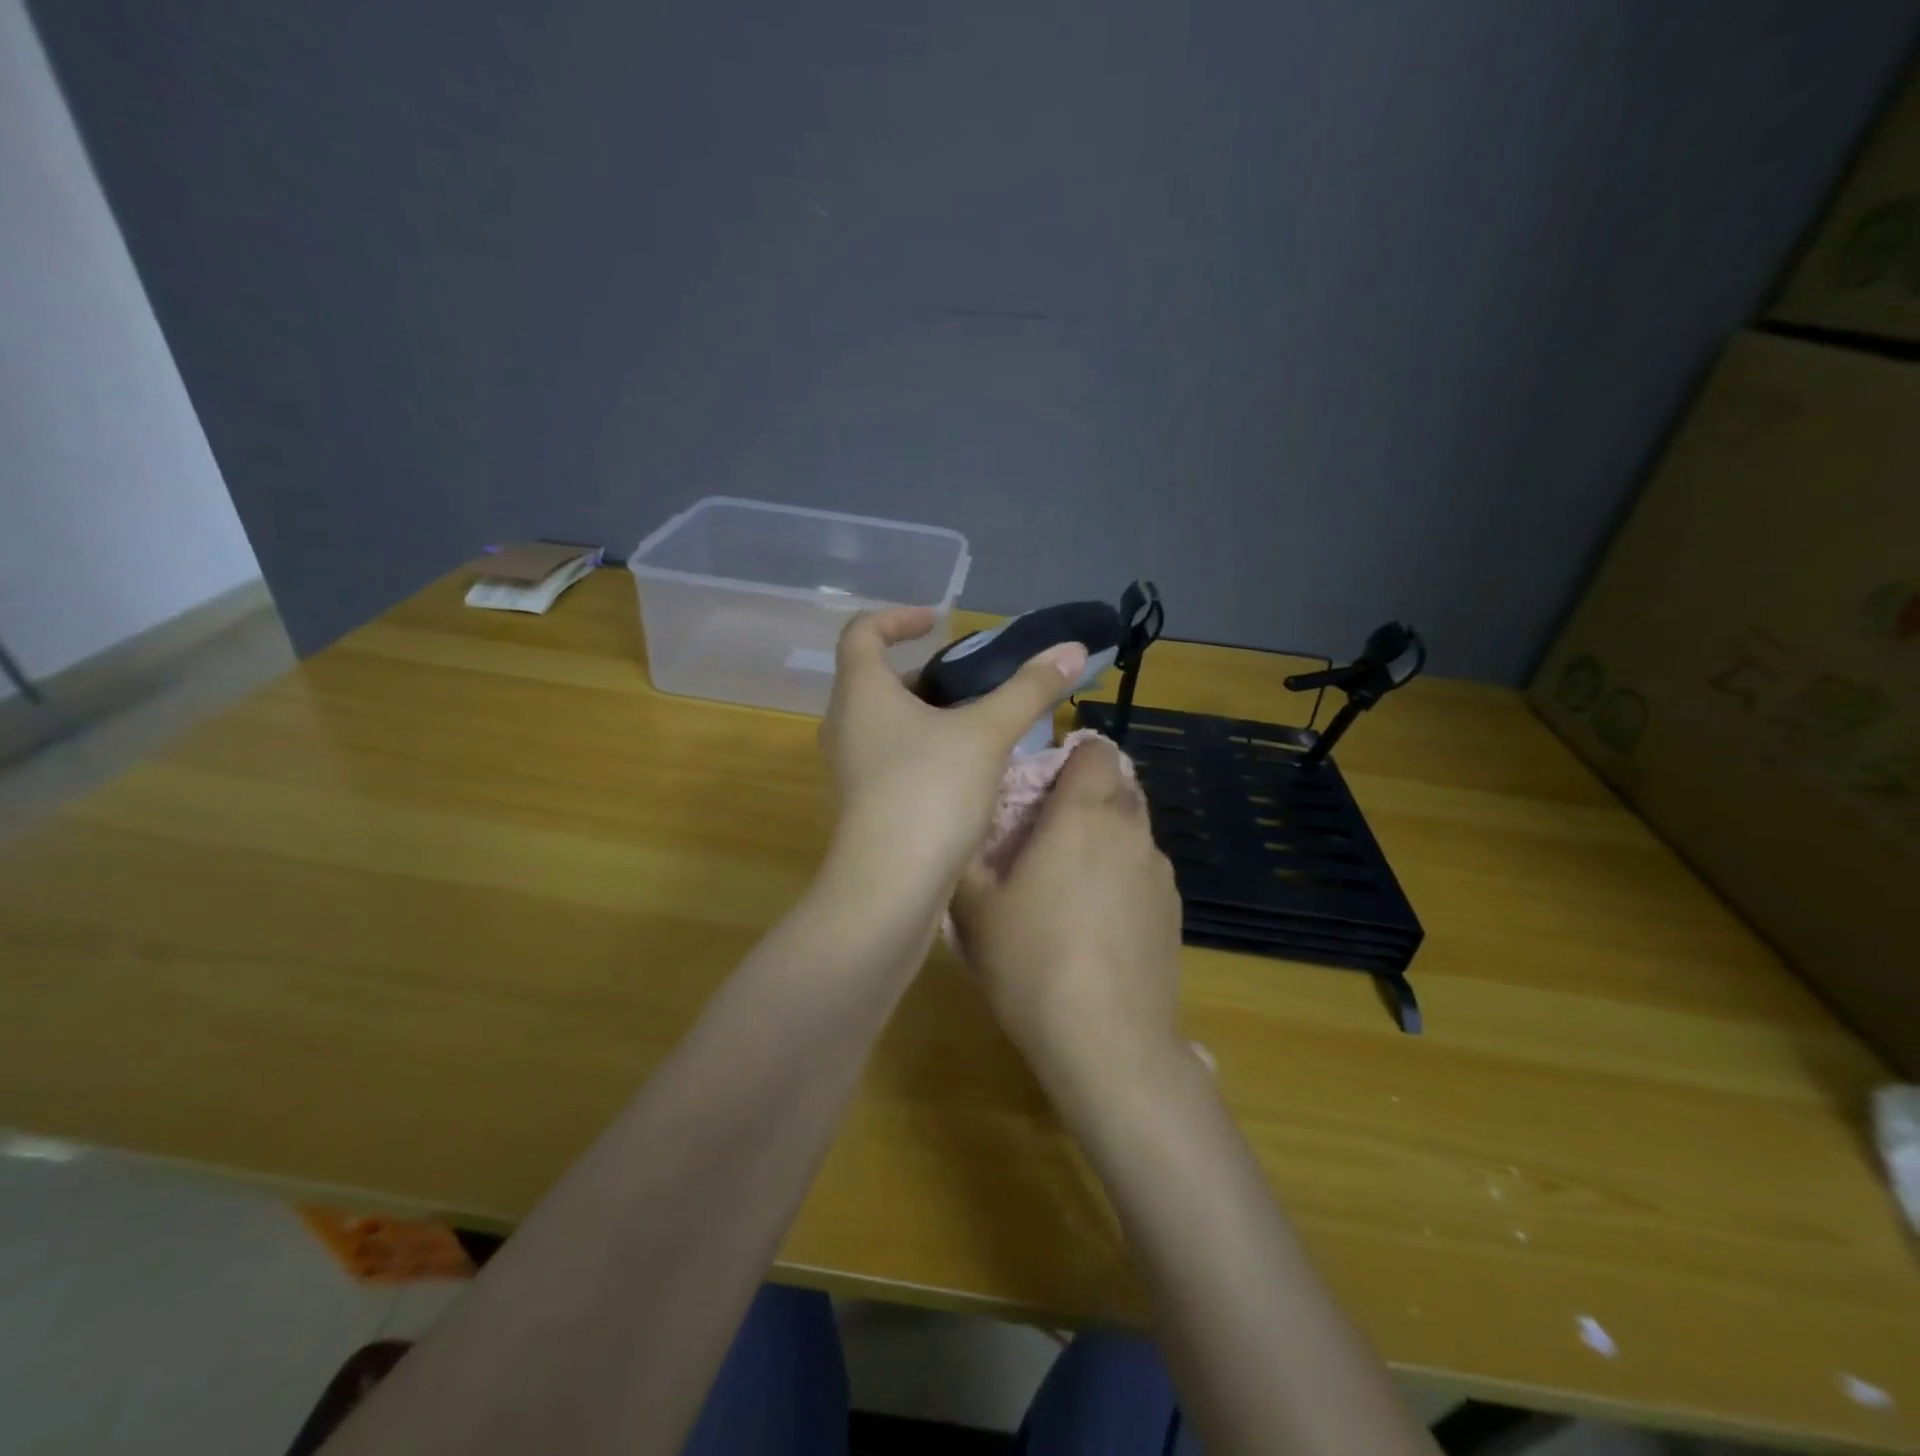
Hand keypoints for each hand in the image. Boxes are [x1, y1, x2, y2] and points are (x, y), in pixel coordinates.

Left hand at [821, 608, 1087, 899]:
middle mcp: (844, 725)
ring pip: (888, 724)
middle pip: (878, 680)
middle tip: (974, 681)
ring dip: (929, 715)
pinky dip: (925, 750)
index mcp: (861, 693)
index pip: (862, 632)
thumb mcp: (987, 733)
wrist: (889, 889)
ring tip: (980, 725)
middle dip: (927, 674)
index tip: (937, 621)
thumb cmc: (930, 792)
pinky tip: (967, 771)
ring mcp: (849, 769)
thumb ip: (1029, 689)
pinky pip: (892, 759)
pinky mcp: (862, 805)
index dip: (897, 618)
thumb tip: (1074, 649)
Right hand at [949, 735, 1183, 1085]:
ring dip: (1105, 837)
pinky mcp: (1175, 910)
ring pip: (1133, 830)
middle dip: (1086, 794)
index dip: (1070, 756)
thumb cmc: (1030, 960)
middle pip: (1118, 785)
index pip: (1095, 750)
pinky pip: (1144, 871)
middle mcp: (1130, 830)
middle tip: (1045, 831)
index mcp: (1083, 813)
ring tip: (1069, 882)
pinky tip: (1098, 923)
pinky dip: (1122, 876)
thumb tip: (965, 826)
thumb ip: (966, 852)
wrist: (1107, 1041)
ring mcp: (1160, 871)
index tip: (1041, 784)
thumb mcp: (973, 907)